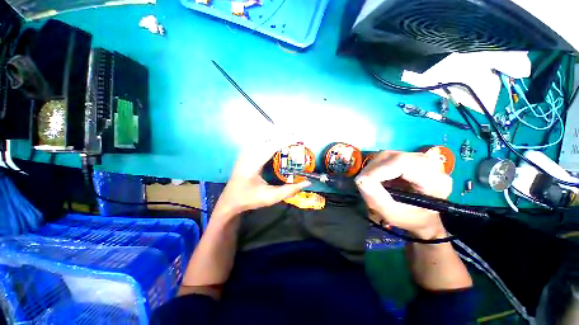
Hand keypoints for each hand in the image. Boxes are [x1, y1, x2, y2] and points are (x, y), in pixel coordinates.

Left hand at [213, 138, 311, 217]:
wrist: (230, 200)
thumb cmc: (249, 199)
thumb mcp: (270, 197)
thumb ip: (289, 190)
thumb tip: (307, 182)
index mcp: (252, 164)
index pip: (271, 146)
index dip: (286, 140)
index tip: (300, 138)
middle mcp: (247, 153)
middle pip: (266, 136)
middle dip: (282, 134)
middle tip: (297, 137)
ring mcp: (245, 151)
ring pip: (262, 135)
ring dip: (277, 134)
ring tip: (290, 138)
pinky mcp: (245, 152)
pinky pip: (259, 140)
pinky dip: (270, 138)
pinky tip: (278, 142)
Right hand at [355, 151, 451, 239]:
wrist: (425, 216)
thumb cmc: (411, 219)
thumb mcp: (393, 214)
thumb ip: (376, 198)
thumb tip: (359, 180)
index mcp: (434, 180)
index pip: (400, 163)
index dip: (376, 171)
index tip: (362, 182)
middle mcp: (430, 163)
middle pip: (391, 157)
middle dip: (372, 169)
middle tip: (364, 183)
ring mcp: (421, 158)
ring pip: (387, 155)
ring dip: (373, 167)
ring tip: (370, 180)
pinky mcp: (411, 156)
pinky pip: (388, 157)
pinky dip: (377, 166)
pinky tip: (378, 176)